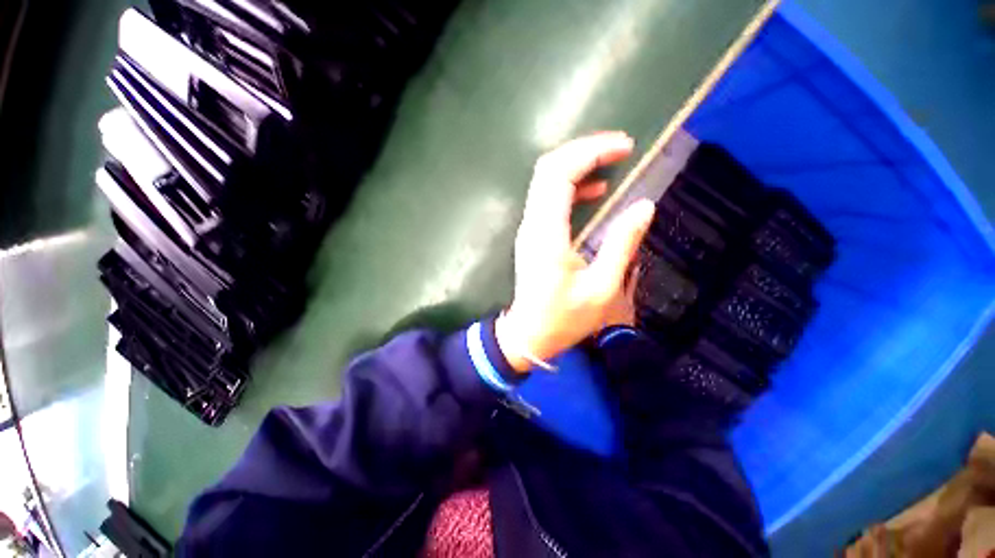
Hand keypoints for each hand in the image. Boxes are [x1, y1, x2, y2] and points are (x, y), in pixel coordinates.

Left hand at [496, 132, 655, 371]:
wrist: (529, 334)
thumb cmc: (564, 318)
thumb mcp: (601, 288)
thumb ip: (621, 244)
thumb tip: (644, 206)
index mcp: (547, 234)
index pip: (559, 175)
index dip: (590, 153)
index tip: (624, 146)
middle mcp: (533, 224)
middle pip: (548, 169)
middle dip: (583, 151)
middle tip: (620, 148)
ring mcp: (529, 228)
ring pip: (545, 181)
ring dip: (577, 164)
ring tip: (612, 161)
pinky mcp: (532, 234)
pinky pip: (547, 198)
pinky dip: (570, 186)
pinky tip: (594, 190)